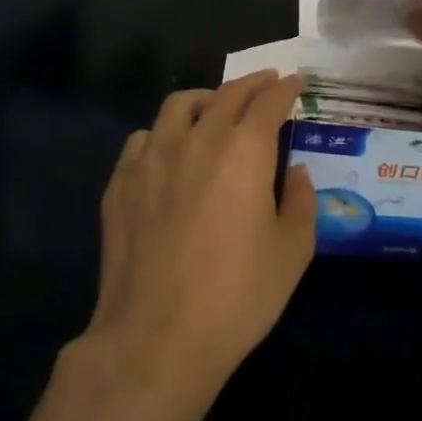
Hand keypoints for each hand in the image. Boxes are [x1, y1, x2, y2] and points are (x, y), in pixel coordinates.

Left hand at [86, 70, 316, 403]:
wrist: (156, 337)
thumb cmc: (237, 295)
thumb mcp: (293, 251)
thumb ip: (301, 201)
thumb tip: (294, 173)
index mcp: (244, 151)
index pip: (269, 102)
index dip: (286, 88)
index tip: (296, 83)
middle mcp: (197, 140)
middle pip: (226, 95)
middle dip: (251, 84)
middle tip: (266, 84)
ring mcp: (152, 159)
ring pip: (178, 106)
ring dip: (205, 99)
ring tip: (215, 109)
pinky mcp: (120, 183)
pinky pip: (143, 139)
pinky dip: (164, 134)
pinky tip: (169, 152)